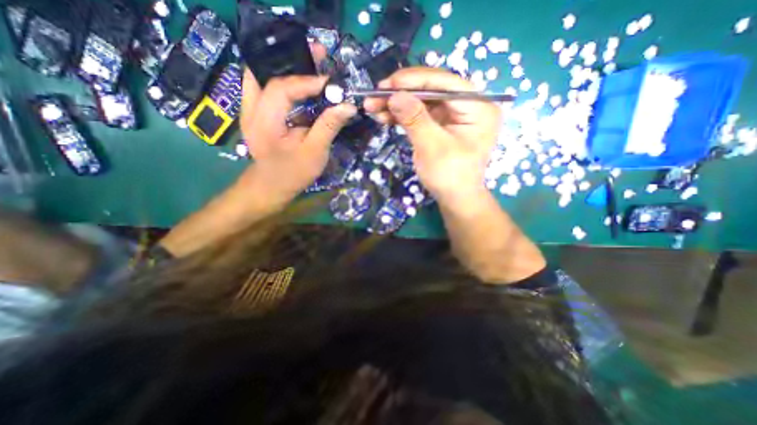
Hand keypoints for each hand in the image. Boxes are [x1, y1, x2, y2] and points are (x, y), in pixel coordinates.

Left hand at [239, 60, 358, 207]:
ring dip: (286, 67)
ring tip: (311, 64)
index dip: (307, 81)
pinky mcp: (257, 114)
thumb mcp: (314, 153)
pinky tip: (300, 85)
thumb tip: (348, 105)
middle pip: (266, 72)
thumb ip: (328, 127)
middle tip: (317, 54)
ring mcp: (250, 110)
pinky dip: (284, 81)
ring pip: (263, 76)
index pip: (282, 88)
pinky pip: (266, 88)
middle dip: (293, 60)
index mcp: (264, 121)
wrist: (270, 188)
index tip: (331, 82)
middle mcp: (251, 109)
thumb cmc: (292, 174)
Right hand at [364, 66, 501, 205]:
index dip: (416, 80)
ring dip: (398, 104)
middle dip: (402, 93)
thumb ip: (415, 119)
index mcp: (478, 107)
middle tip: (376, 95)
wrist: (455, 198)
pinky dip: (403, 115)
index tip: (389, 83)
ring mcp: (454, 115)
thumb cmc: (450, 176)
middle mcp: (468, 106)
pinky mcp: (441, 125)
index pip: (446, 83)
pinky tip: (385, 116)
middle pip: (432, 90)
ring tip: (374, 107)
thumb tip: (394, 95)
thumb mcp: (432, 147)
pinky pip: (421, 114)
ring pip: (423, 101)